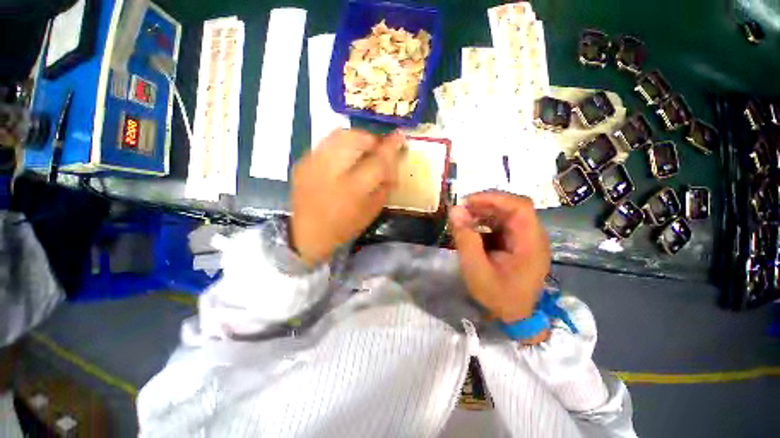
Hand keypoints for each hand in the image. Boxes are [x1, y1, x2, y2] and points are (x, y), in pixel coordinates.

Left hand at [291, 129, 404, 265]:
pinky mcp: (302, 161)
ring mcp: (313, 163)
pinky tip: (343, 159)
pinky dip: (341, 145)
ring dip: (356, 138)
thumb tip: (392, 165)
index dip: (390, 147)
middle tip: (377, 148)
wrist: (307, 233)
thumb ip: (385, 185)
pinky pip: (326, 142)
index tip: (400, 136)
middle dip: (371, 139)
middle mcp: (331, 170)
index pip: (377, 161)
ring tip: (361, 150)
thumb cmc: (344, 226)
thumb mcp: (372, 210)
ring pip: (339, 134)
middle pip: (356, 138)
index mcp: (352, 188)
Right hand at [450, 192, 550, 322]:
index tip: (468, 201)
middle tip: (461, 209)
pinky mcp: (518, 243)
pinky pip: (502, 224)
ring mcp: (526, 239)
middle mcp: (533, 236)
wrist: (515, 317)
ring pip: (506, 214)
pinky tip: (472, 228)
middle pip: (513, 207)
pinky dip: (485, 222)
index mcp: (530, 243)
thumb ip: (466, 239)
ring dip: (484, 212)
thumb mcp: (476, 270)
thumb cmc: (498, 296)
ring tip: (464, 217)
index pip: (520, 207)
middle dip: (485, 204)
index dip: (494, 198)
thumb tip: (455, 210)